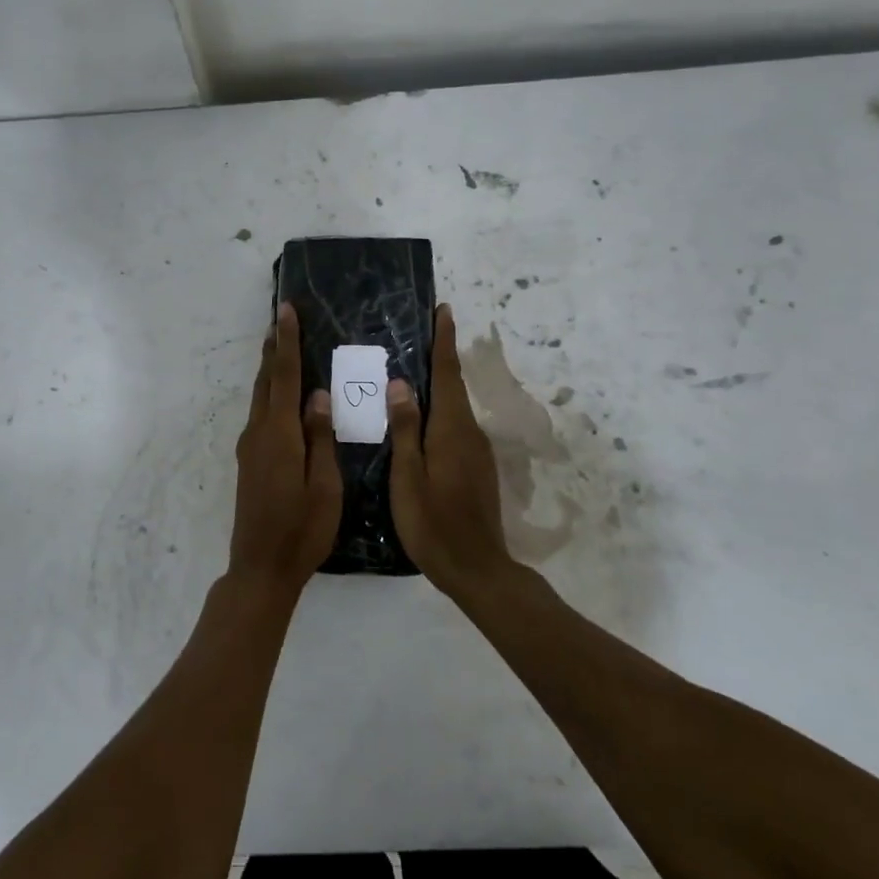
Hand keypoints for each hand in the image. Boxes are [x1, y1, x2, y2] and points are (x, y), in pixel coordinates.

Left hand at [229, 303, 341, 596]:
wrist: (261, 568)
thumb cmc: (302, 530)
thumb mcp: (325, 486)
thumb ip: (320, 438)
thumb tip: (319, 395)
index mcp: (280, 436)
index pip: (283, 378)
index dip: (286, 343)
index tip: (285, 311)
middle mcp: (259, 434)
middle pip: (265, 381)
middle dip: (273, 348)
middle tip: (281, 318)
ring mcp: (250, 448)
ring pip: (259, 397)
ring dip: (268, 369)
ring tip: (279, 346)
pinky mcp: (249, 461)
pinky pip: (260, 415)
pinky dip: (269, 394)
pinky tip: (281, 397)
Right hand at [387, 305, 522, 601]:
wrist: (476, 567)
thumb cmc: (433, 523)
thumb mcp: (409, 477)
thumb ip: (405, 429)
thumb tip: (401, 384)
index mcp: (450, 430)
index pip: (447, 374)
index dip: (444, 342)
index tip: (443, 310)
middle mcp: (469, 433)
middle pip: (453, 386)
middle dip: (439, 357)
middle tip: (418, 333)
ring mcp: (476, 451)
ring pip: (454, 407)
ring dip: (438, 384)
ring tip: (411, 369)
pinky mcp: (476, 467)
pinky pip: (455, 426)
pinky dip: (440, 410)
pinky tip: (421, 417)